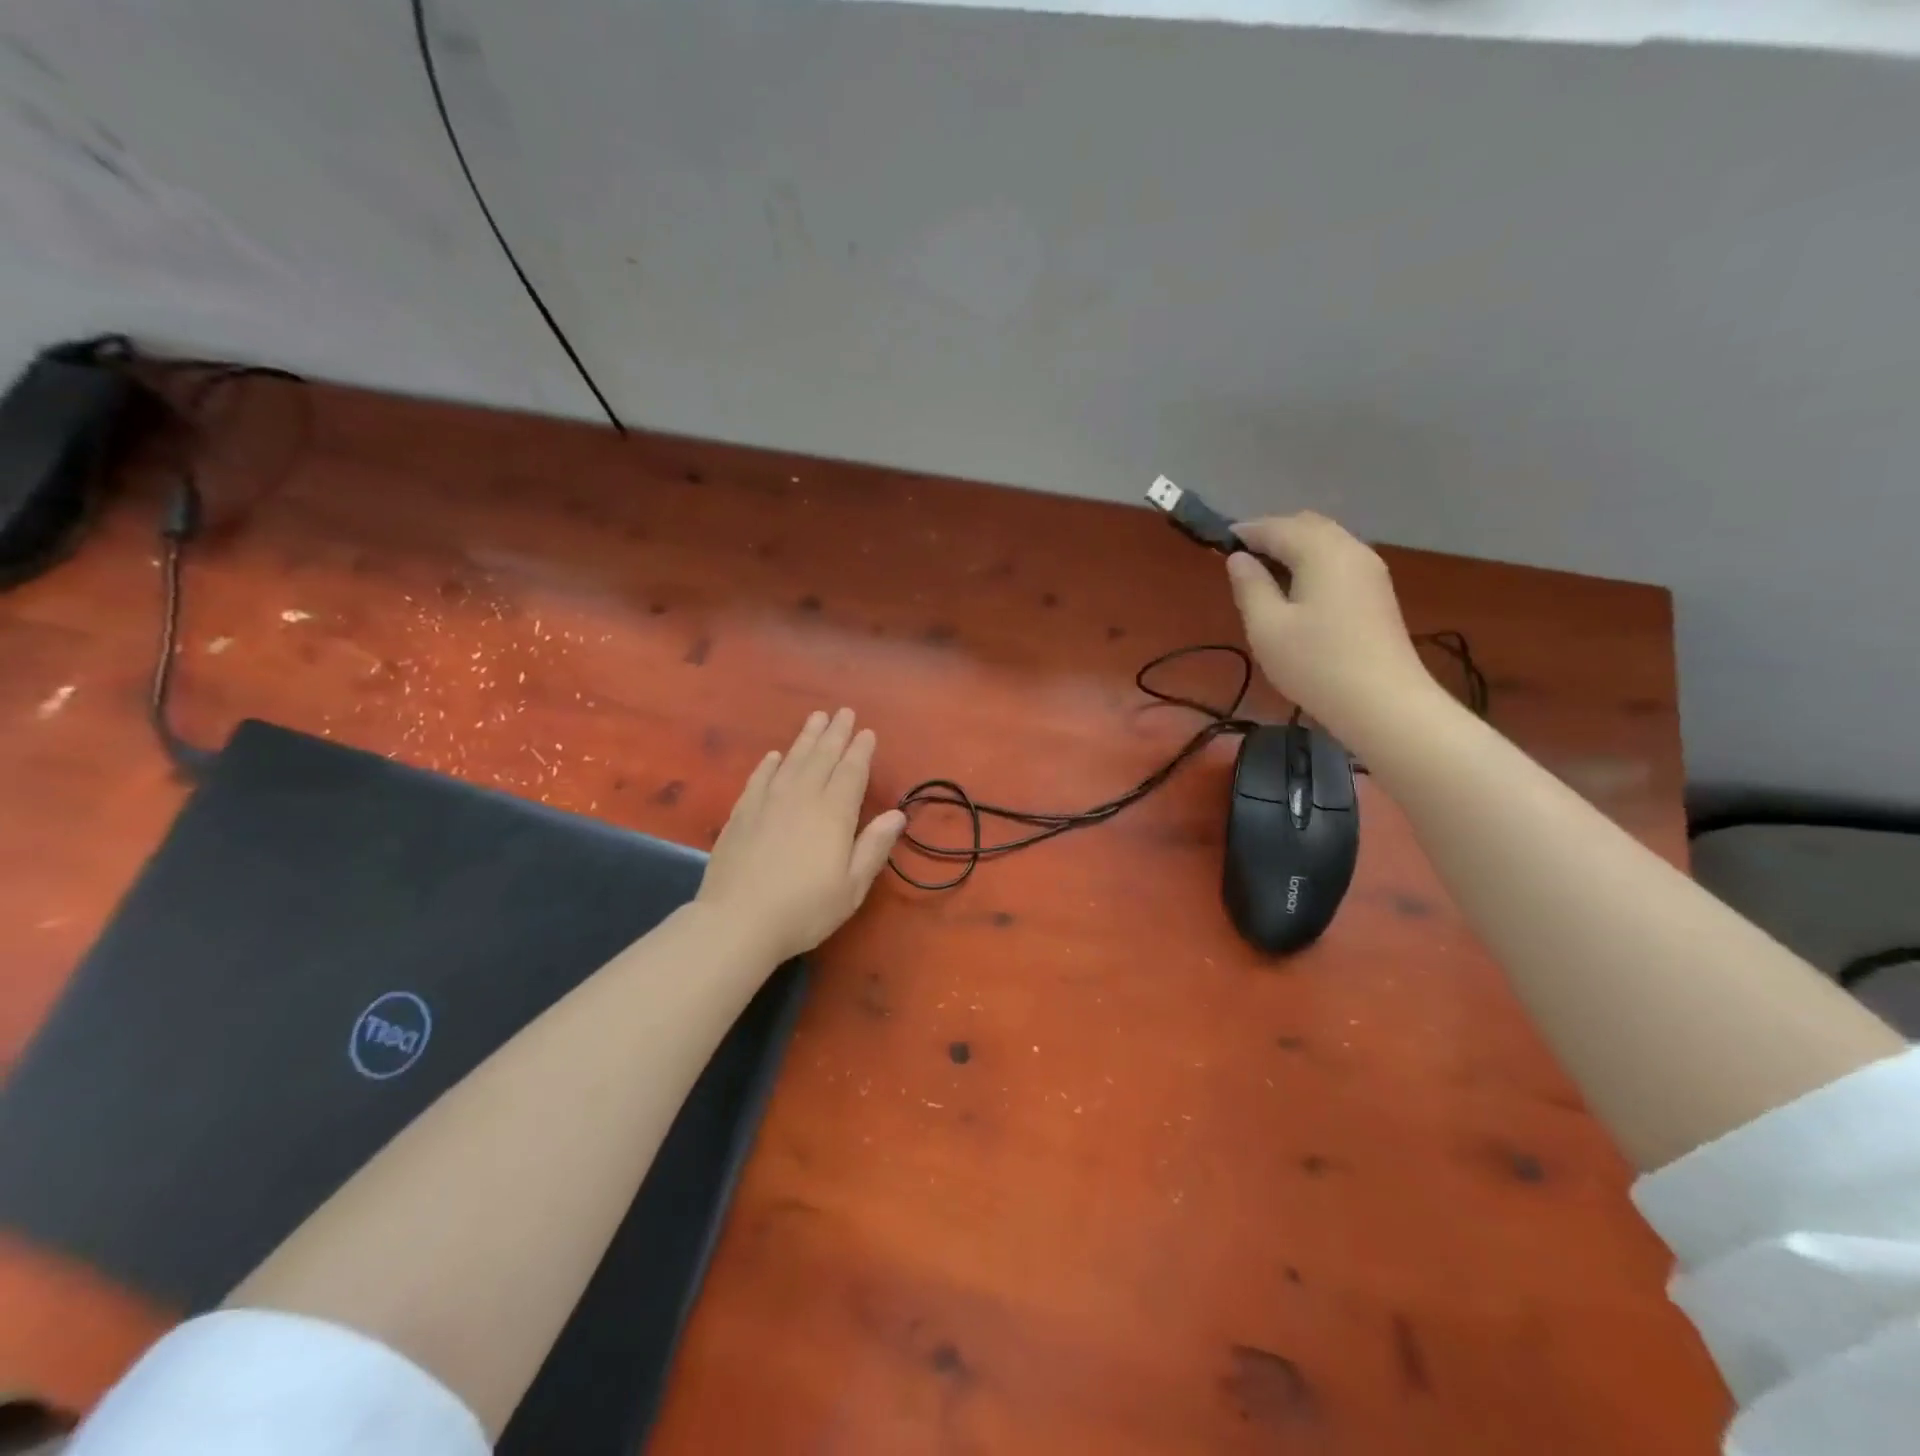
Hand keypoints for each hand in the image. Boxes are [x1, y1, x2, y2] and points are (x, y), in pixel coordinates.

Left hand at [695, 708, 905, 963]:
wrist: (737, 921)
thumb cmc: (804, 909)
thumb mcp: (851, 886)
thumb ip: (873, 847)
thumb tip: (896, 814)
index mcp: (833, 814)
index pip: (851, 772)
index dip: (860, 751)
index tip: (867, 731)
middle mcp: (802, 798)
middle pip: (822, 758)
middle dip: (835, 733)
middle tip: (843, 711)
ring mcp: (768, 803)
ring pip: (791, 761)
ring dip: (805, 738)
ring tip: (816, 718)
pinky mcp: (741, 814)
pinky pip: (759, 779)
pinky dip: (769, 764)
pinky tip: (774, 756)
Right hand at [1226, 513, 1440, 748]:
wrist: (1382, 703)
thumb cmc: (1316, 664)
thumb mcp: (1266, 627)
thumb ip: (1249, 586)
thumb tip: (1238, 559)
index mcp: (1321, 551)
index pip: (1277, 527)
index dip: (1246, 532)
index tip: (1218, 543)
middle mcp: (1350, 549)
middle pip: (1307, 525)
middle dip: (1272, 534)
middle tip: (1242, 559)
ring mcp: (1370, 570)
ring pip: (1326, 541)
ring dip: (1294, 548)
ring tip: (1265, 576)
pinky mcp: (1377, 592)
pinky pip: (1338, 560)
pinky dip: (1312, 562)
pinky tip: (1296, 591)